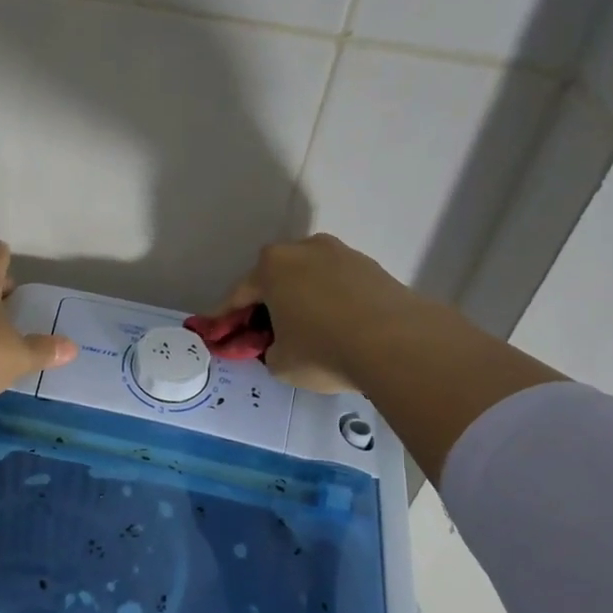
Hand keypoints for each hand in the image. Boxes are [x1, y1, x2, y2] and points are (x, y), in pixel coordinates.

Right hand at [209, 234, 563, 477]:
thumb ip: (268, 350)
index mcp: (271, 267)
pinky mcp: (371, 267)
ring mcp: (341, 254)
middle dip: (266, 304)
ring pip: (308, 279)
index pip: (238, 295)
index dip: (224, 317)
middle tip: (262, 332)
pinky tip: (336, 326)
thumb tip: (278, 345)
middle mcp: (303, 249)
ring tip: (305, 330)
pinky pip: (337, 285)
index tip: (215, 330)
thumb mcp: (281, 362)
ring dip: (300, 300)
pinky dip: (330, 302)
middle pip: (275, 279)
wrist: (398, 342)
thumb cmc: (323, 350)